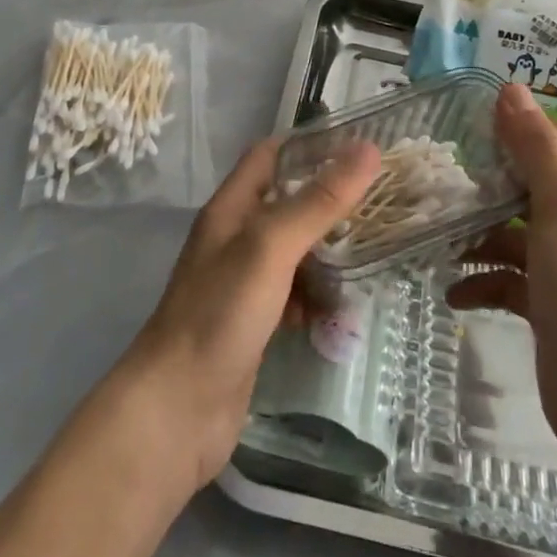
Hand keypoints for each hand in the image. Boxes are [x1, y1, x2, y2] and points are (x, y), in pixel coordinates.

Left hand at [122, 136, 381, 489]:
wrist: (177, 410)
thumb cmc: (220, 314)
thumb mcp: (271, 247)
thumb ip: (318, 201)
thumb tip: (368, 149)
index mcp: (231, 209)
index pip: (269, 155)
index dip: (309, 146)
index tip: (358, 148)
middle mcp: (235, 238)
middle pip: (286, 203)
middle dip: (328, 201)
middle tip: (380, 203)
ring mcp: (243, 283)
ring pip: (294, 251)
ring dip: (327, 251)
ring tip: (371, 253)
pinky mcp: (253, 322)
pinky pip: (292, 294)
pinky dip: (316, 295)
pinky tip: (339, 308)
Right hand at [448, 83, 556, 467]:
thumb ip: (537, 150)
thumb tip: (512, 89)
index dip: (524, 124)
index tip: (479, 121)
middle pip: (532, 185)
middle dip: (491, 177)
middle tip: (446, 173)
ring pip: (513, 234)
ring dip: (478, 232)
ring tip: (439, 233)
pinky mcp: (544, 306)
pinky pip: (505, 282)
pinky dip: (480, 282)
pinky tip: (453, 291)